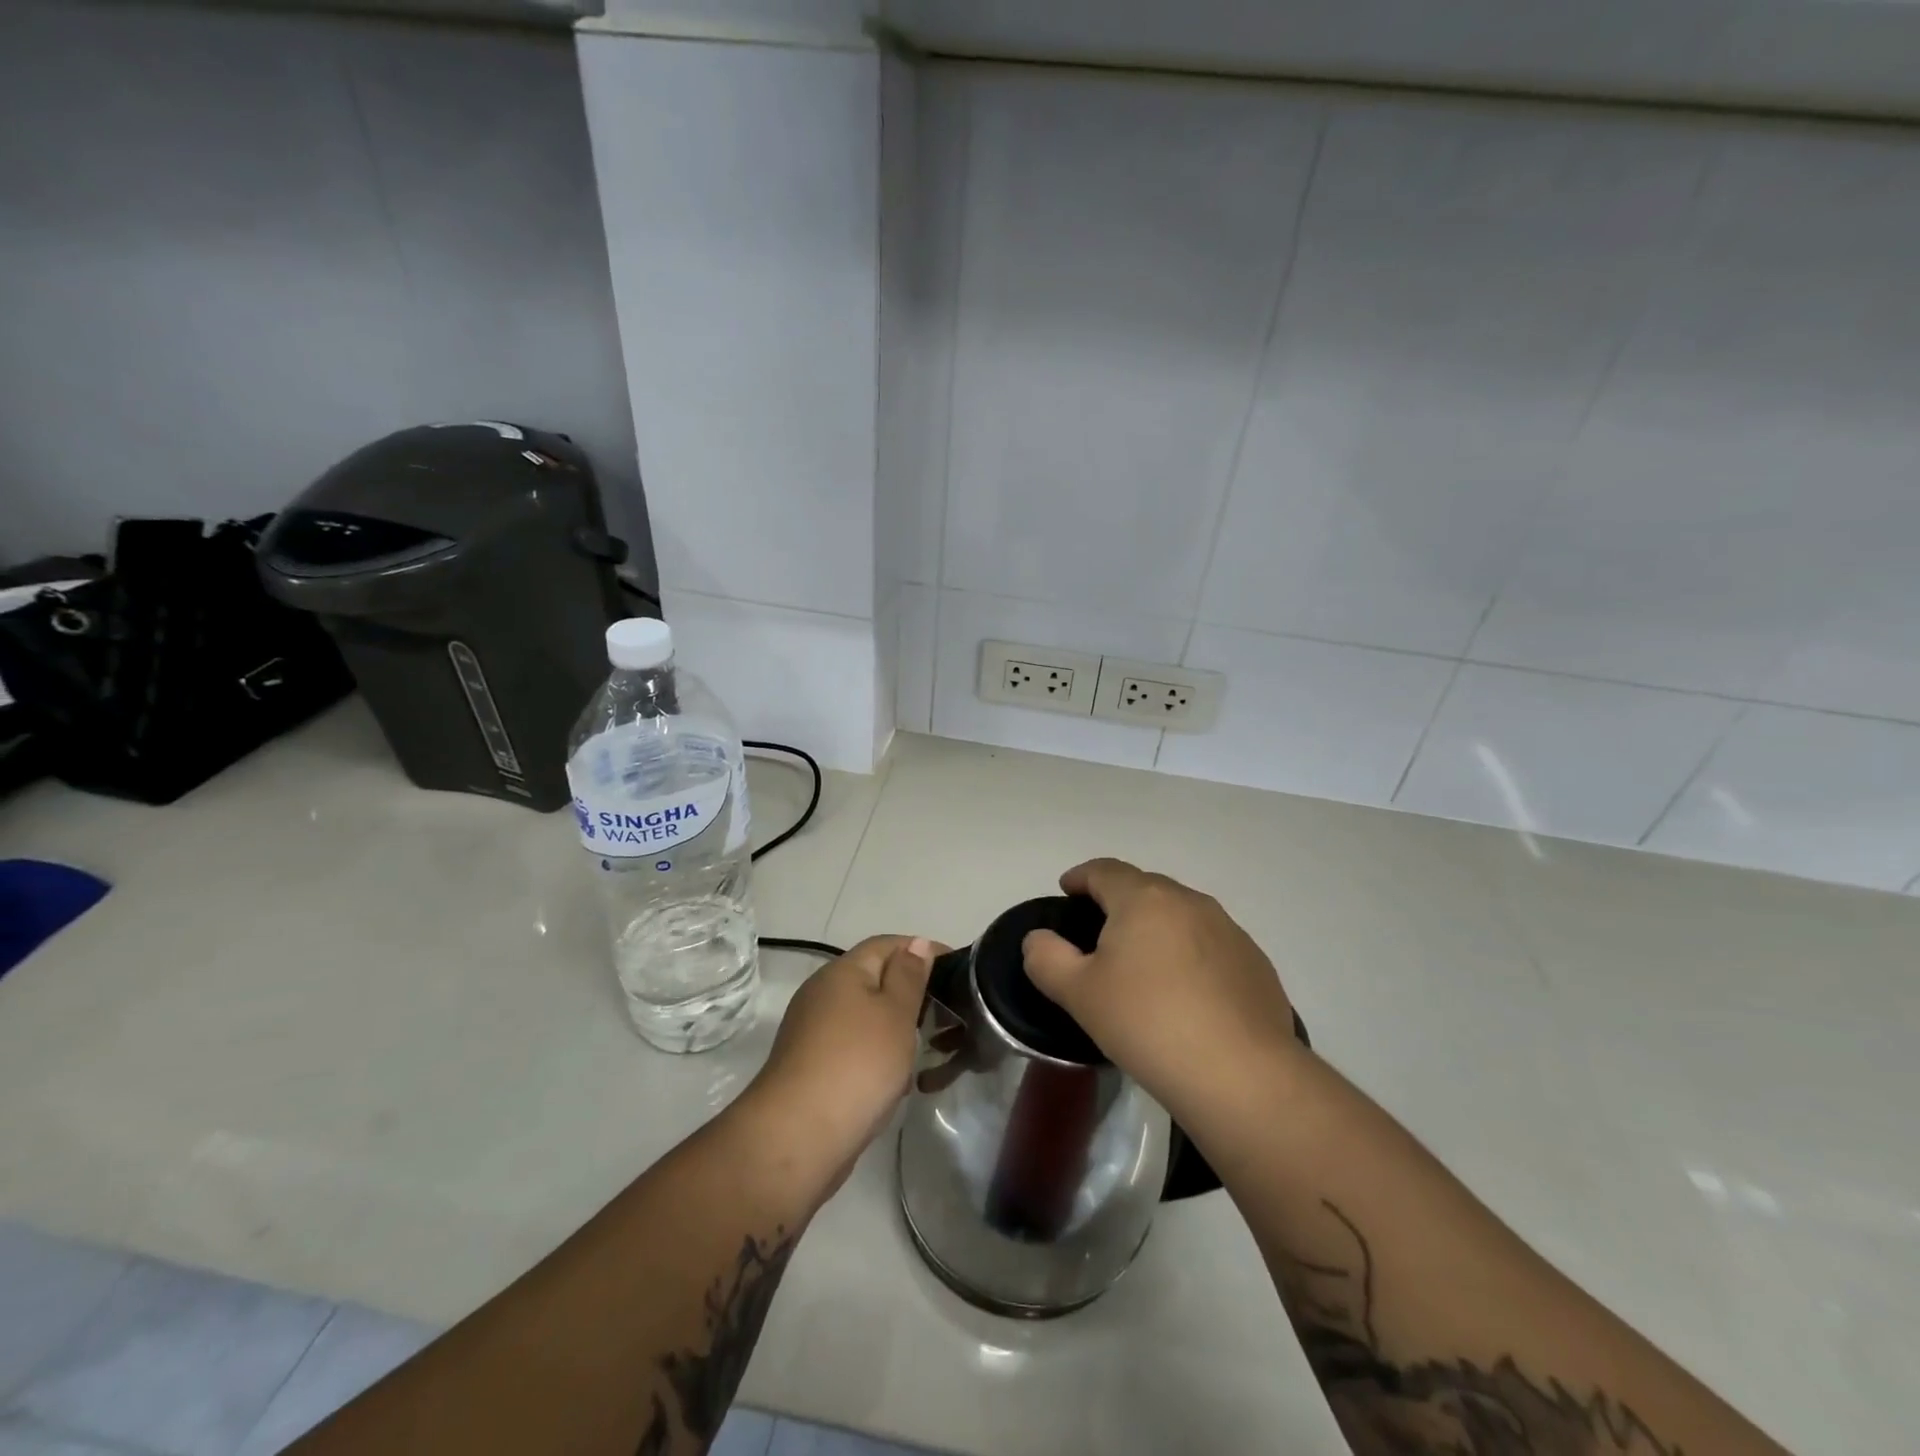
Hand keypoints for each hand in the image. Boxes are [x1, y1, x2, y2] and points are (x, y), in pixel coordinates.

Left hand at [744, 936, 940, 1185]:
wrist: (798, 1136)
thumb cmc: (857, 1063)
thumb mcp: (895, 1013)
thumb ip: (909, 976)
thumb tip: (916, 944)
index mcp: (842, 971)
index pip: (888, 945)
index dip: (923, 951)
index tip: (959, 970)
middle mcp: (823, 993)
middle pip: (875, 979)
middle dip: (912, 992)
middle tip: (949, 1012)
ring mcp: (813, 1032)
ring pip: (866, 1017)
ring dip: (897, 1028)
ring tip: (929, 1048)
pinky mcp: (812, 1067)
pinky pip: (854, 1048)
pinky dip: (879, 1056)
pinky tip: (898, 1080)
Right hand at [1022, 859, 1301, 1110]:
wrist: (1242, 1075)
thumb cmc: (1147, 1023)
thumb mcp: (1079, 994)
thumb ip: (1047, 958)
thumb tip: (1039, 940)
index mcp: (1143, 899)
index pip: (1105, 870)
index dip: (1081, 876)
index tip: (1066, 890)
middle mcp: (1189, 902)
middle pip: (1145, 888)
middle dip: (1119, 902)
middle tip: (1099, 932)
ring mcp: (1229, 931)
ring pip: (1181, 915)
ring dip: (1157, 928)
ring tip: (1143, 964)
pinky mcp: (1255, 963)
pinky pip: (1210, 945)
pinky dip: (1190, 955)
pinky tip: (1185, 994)